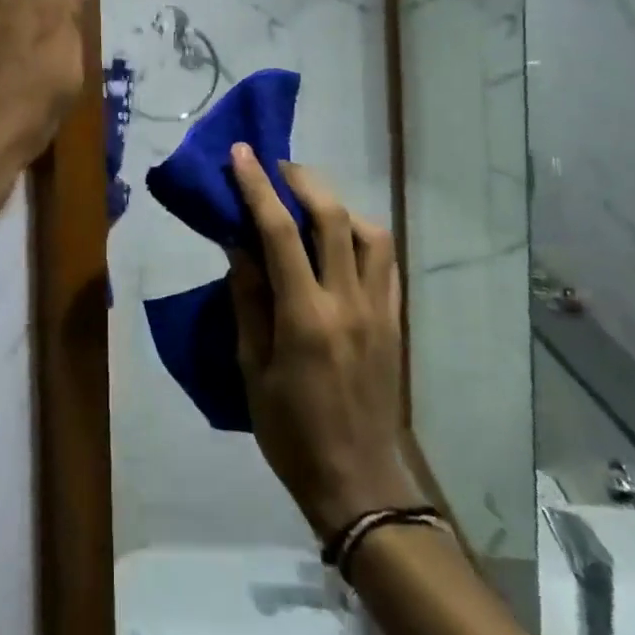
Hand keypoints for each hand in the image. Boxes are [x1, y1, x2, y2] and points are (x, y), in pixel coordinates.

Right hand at [227, 144, 419, 539]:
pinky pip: (385, 261)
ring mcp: (378, 308)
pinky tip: (340, 239)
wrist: (357, 481)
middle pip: (332, 216)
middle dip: (302, 180)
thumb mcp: (252, 369)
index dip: (257, 186)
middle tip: (276, 168)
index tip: (241, 153)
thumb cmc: (290, 430)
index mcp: (305, 316)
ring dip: (337, 204)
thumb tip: (239, 244)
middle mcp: (347, 301)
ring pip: (369, 231)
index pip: (278, 232)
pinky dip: (361, 235)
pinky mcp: (395, 320)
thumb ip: (248, 300)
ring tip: (309, 203)